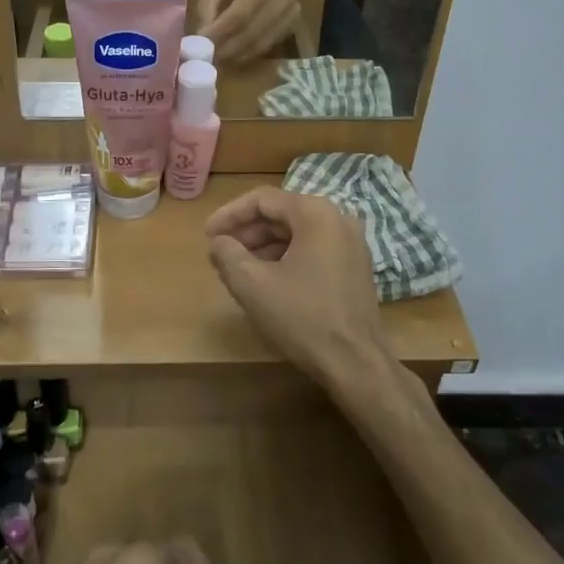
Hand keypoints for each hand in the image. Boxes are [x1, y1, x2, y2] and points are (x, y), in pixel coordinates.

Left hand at [198, 0, 298, 64]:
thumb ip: (207, 7)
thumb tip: (203, 38)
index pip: (240, 14)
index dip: (220, 33)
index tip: (202, 45)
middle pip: (251, 32)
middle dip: (227, 49)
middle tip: (209, 57)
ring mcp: (291, 12)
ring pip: (261, 44)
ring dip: (237, 55)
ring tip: (219, 58)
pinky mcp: (293, 24)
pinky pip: (268, 45)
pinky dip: (249, 54)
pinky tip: (235, 54)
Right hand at [206, 187, 391, 388]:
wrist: (356, 364)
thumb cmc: (303, 317)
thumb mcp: (252, 284)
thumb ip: (227, 254)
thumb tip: (219, 242)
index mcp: (315, 213)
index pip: (262, 199)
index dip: (229, 214)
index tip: (207, 234)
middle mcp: (337, 218)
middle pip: (281, 214)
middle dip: (246, 233)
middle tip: (220, 253)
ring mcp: (350, 243)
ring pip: (296, 234)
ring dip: (264, 247)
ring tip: (237, 270)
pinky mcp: (354, 267)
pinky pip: (312, 250)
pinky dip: (286, 258)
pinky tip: (266, 281)